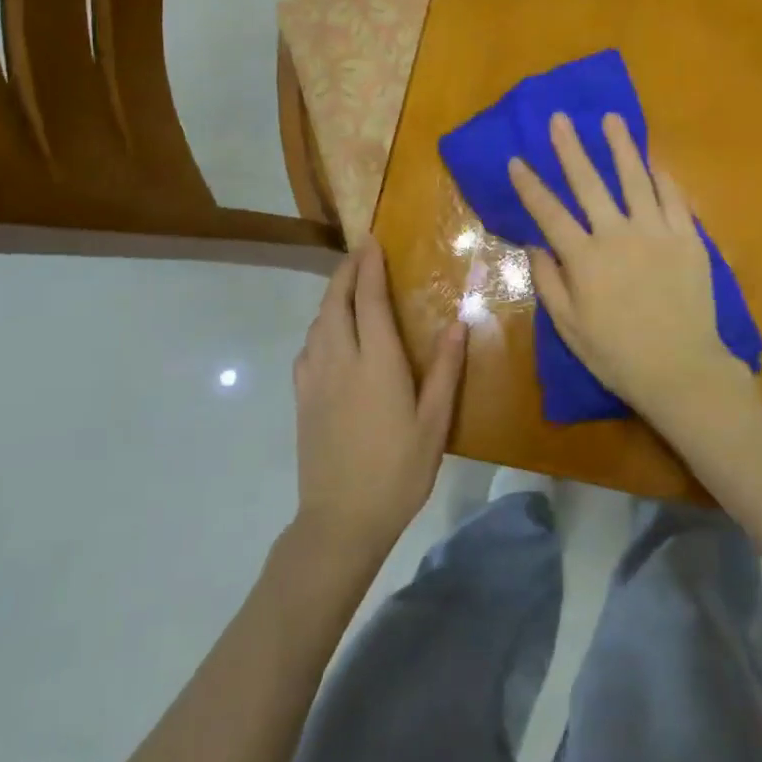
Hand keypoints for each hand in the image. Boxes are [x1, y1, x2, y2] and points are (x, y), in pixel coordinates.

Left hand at [292, 235, 466, 557]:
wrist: (341, 520)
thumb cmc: (398, 470)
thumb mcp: (434, 422)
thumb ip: (446, 369)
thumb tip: (458, 322)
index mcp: (376, 363)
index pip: (368, 301)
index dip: (369, 268)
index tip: (372, 242)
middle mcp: (340, 361)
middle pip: (335, 303)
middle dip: (346, 272)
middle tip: (359, 253)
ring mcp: (315, 379)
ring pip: (318, 323)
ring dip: (331, 296)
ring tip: (347, 285)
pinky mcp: (302, 398)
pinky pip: (308, 347)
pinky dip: (319, 326)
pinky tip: (328, 333)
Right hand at [508, 113, 752, 432]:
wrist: (682, 368)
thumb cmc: (618, 354)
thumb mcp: (570, 327)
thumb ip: (549, 282)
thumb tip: (533, 245)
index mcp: (584, 259)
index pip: (549, 213)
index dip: (530, 186)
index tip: (517, 160)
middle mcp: (617, 235)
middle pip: (589, 183)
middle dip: (571, 149)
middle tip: (560, 119)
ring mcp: (656, 232)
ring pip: (635, 179)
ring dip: (621, 146)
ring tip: (611, 119)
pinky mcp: (688, 237)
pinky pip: (674, 198)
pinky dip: (662, 176)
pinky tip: (653, 160)